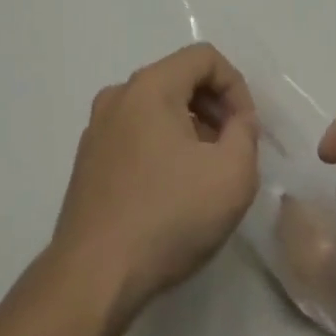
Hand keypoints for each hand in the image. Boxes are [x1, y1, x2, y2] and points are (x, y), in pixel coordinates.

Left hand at [52, 44, 259, 315]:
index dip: (236, 86)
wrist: (93, 278)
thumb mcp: (233, 175)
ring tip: (206, 172)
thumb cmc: (168, 217)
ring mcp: (98, 128)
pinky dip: (162, 145)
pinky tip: (173, 190)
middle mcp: (118, 95)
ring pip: (157, 106)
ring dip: (190, 127)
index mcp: (150, 86)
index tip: (246, 130)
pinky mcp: (88, 160)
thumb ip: (246, 133)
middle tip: (232, 149)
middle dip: (214, 107)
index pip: (204, 57)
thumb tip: (237, 121)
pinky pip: (136, 132)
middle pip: (179, 78)